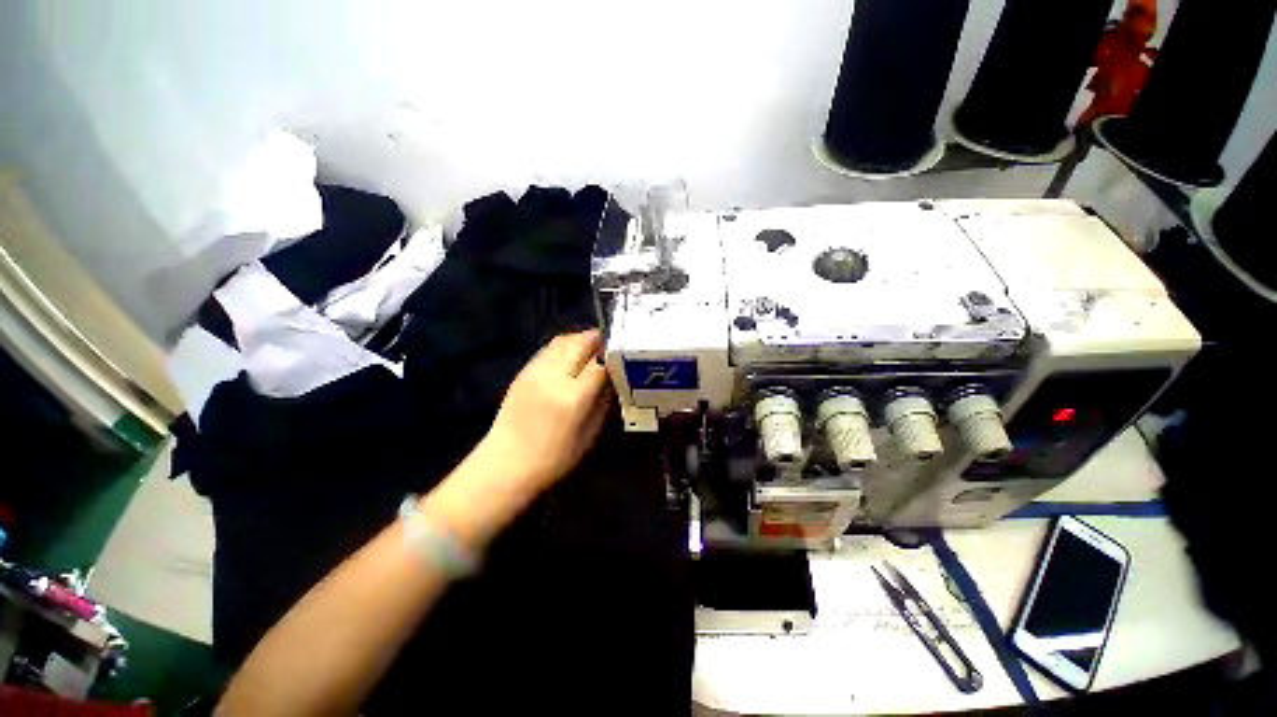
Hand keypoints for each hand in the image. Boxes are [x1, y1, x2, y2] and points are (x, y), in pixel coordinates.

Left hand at [475, 329, 611, 494]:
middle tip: (611, 346)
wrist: (506, 463)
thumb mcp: (590, 434)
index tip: (624, 357)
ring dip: (582, 339)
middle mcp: (553, 377)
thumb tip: (613, 379)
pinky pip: (549, 348)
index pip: (600, 363)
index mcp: (573, 397)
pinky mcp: (523, 370)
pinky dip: (565, 345)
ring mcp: (535, 371)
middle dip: (600, 341)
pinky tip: (571, 355)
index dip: (614, 357)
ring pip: (564, 340)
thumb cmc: (554, 457)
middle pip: (582, 343)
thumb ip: (603, 402)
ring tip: (593, 348)